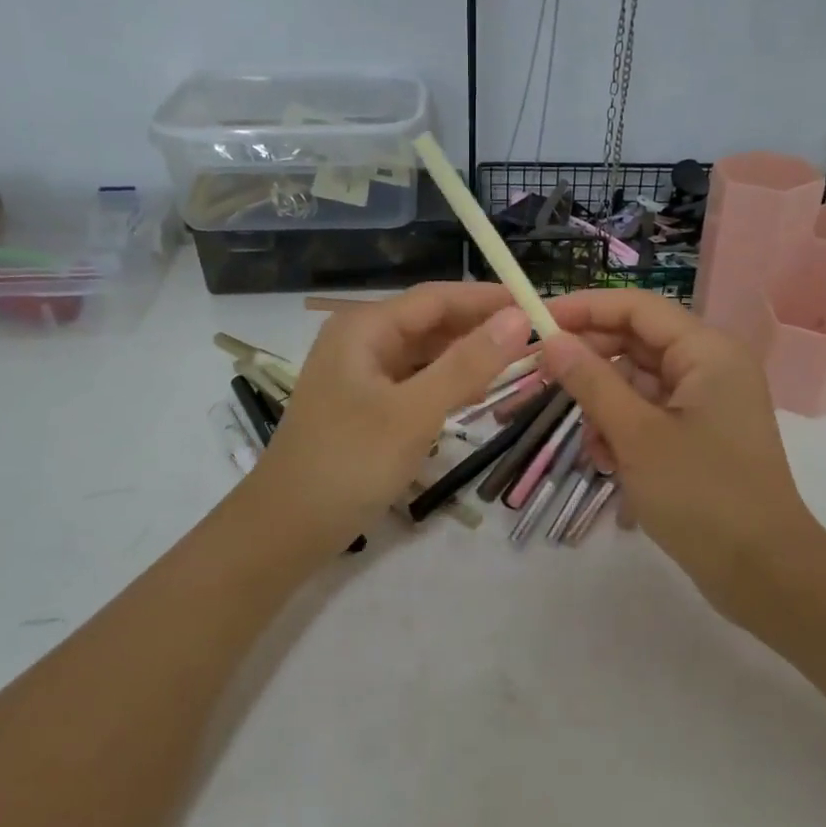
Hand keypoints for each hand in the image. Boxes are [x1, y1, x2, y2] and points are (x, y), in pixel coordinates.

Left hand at [245, 283, 530, 550]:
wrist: (286, 528)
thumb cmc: (349, 463)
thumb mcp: (415, 412)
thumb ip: (468, 364)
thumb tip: (520, 317)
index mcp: (365, 326)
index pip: (439, 297)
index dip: (490, 299)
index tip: (539, 305)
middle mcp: (361, 339)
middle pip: (431, 321)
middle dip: (481, 328)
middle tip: (538, 339)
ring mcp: (360, 373)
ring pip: (425, 352)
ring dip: (467, 356)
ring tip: (518, 363)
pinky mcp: (365, 404)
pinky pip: (415, 380)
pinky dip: (446, 382)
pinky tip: (475, 393)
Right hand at [540, 289, 824, 622]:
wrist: (764, 573)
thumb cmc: (702, 496)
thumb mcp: (636, 435)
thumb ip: (591, 382)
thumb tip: (552, 340)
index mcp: (707, 352)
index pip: (636, 308)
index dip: (584, 309)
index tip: (536, 322)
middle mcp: (711, 366)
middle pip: (636, 343)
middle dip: (591, 364)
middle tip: (542, 380)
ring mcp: (707, 402)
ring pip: (639, 382)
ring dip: (605, 406)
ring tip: (590, 447)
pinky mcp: (701, 434)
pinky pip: (651, 413)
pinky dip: (624, 429)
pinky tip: (607, 463)